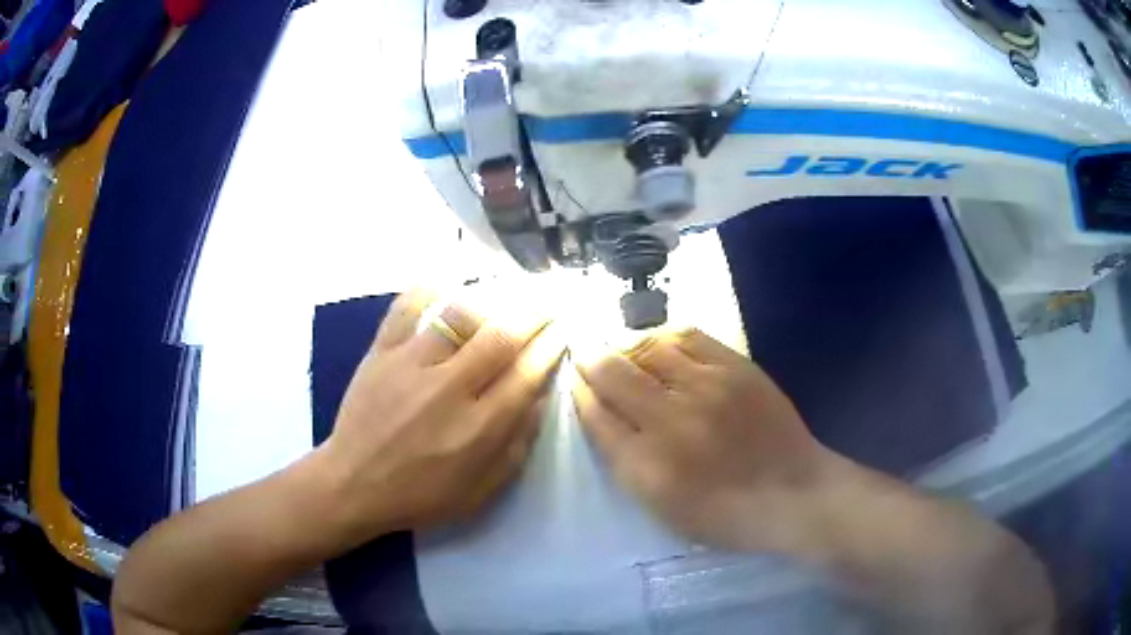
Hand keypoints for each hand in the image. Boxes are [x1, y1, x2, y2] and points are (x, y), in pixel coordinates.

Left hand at [316, 289, 564, 546]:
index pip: (526, 374)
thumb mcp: (480, 491)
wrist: (354, 485)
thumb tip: (539, 399)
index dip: (550, 347)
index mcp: (479, 427)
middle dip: (533, 314)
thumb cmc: (420, 495)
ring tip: (504, 295)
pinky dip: (424, 291)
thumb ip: (515, 447)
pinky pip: (404, 309)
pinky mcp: (380, 353)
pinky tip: (442, 282)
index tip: (563, 330)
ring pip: (458, 318)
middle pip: (501, 337)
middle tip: (547, 302)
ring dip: (490, 302)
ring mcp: (411, 365)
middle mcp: (450, 388)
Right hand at [572, 328, 831, 552]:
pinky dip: (665, 336)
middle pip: (613, 374)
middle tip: (584, 350)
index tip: (574, 380)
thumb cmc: (724, 513)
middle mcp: (671, 420)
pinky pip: (688, 336)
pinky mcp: (735, 367)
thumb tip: (602, 415)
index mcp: (647, 465)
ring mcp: (706, 387)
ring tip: (626, 350)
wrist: (791, 492)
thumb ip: (626, 462)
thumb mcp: (662, 507)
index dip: (580, 393)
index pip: (596, 416)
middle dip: (591, 359)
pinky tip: (662, 344)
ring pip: (648, 347)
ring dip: (627, 346)